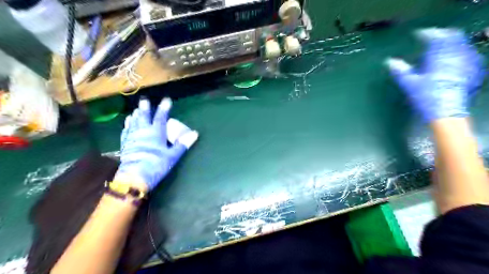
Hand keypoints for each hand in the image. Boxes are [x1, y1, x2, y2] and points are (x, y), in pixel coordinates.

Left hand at [116, 98, 197, 190]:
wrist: (134, 177)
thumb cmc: (156, 165)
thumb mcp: (172, 156)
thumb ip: (182, 144)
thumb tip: (195, 134)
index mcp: (156, 133)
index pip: (161, 117)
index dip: (164, 108)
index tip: (166, 100)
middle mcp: (143, 132)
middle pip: (143, 117)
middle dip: (145, 108)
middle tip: (144, 100)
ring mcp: (132, 138)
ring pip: (133, 123)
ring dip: (135, 115)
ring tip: (135, 110)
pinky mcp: (125, 145)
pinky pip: (126, 131)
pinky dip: (127, 126)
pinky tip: (127, 124)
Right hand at [386, 28, 484, 121]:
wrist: (447, 112)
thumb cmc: (426, 97)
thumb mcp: (410, 84)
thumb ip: (401, 71)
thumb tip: (390, 62)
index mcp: (440, 56)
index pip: (436, 37)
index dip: (427, 34)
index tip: (419, 34)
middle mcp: (456, 55)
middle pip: (453, 37)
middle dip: (442, 36)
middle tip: (432, 38)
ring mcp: (467, 63)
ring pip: (462, 45)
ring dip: (452, 43)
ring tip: (442, 47)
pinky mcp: (473, 71)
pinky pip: (468, 55)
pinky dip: (460, 53)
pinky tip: (454, 58)